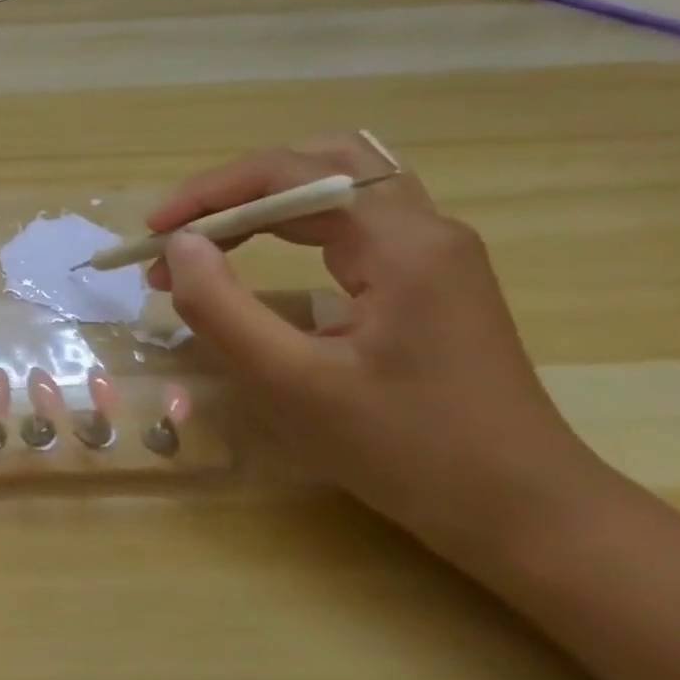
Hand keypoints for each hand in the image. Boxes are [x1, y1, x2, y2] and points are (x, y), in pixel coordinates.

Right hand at [145, 140, 601, 551]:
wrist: (526, 513)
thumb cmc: (410, 452)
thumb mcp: (295, 385)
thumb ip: (224, 309)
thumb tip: (180, 247)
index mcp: (402, 243)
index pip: (290, 174)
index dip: (210, 193)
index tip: (153, 233)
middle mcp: (424, 228)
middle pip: (315, 166)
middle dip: (235, 191)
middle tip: (181, 233)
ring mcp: (433, 251)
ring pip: (334, 188)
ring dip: (262, 205)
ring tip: (207, 244)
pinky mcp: (429, 277)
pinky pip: (349, 223)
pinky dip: (291, 227)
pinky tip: (261, 258)